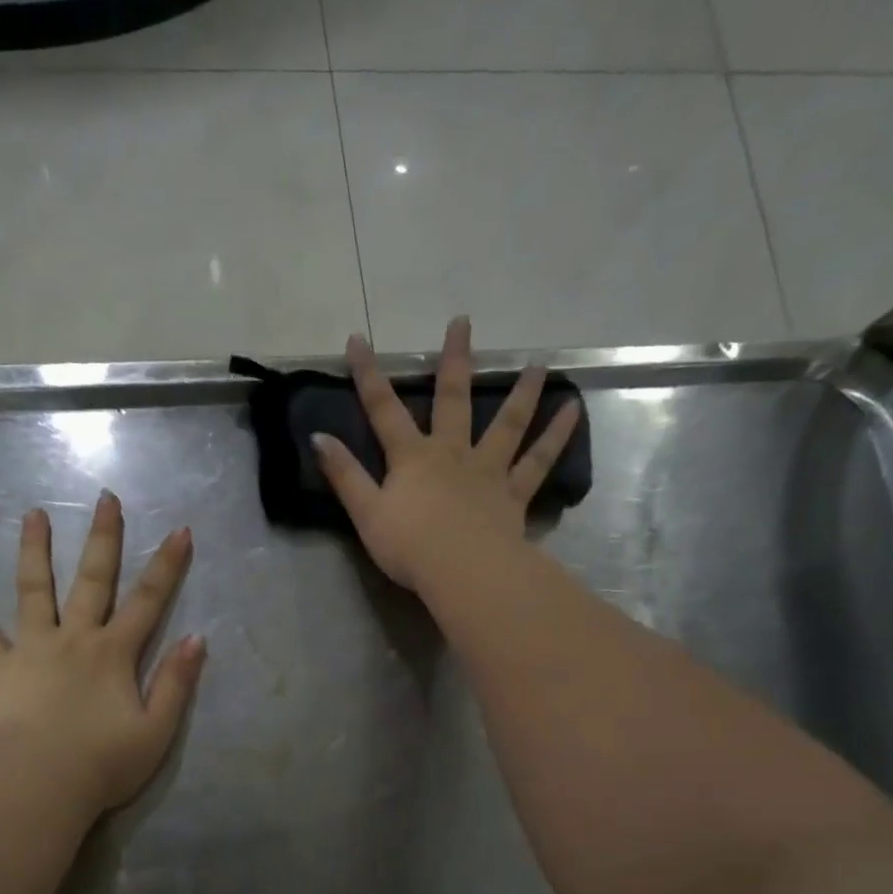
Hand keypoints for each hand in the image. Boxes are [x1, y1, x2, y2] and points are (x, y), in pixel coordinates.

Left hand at [0, 493, 204, 818]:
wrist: (42, 791)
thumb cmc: (104, 766)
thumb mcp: (157, 731)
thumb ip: (176, 682)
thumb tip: (197, 638)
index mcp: (114, 654)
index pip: (148, 601)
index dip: (167, 565)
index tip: (179, 530)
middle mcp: (74, 639)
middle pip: (93, 580)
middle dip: (104, 537)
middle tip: (105, 498)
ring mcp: (31, 649)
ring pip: (34, 589)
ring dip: (35, 549)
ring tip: (33, 513)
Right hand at [311, 315, 580, 591]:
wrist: (463, 570)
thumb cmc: (409, 546)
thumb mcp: (366, 512)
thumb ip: (344, 475)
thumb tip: (319, 437)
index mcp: (412, 458)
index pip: (383, 410)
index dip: (368, 375)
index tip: (358, 339)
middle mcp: (452, 453)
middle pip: (453, 400)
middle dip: (454, 361)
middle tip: (463, 322)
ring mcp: (487, 471)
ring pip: (507, 423)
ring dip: (522, 391)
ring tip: (538, 364)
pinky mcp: (514, 494)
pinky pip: (539, 461)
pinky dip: (556, 435)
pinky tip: (573, 410)